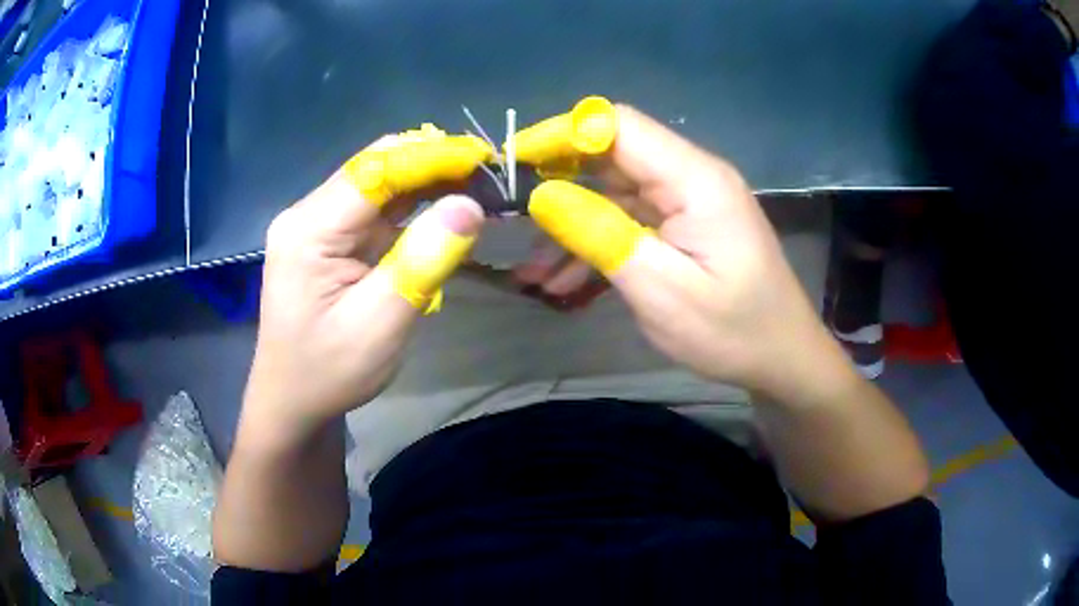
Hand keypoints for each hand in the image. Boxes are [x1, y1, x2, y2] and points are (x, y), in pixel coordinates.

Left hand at [242, 160, 484, 445]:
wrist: (293, 401)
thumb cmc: (329, 371)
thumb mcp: (379, 325)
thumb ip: (421, 262)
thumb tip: (470, 205)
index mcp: (309, 230)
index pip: (375, 171)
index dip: (431, 156)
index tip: (484, 156)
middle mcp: (308, 214)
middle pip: (375, 167)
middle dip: (432, 161)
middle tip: (487, 171)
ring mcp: (317, 224)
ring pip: (379, 182)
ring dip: (427, 179)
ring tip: (477, 182)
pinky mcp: (330, 238)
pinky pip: (376, 207)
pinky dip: (414, 201)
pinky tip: (446, 203)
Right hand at [528, 106, 851, 404]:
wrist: (782, 359)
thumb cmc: (733, 331)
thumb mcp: (661, 291)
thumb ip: (601, 235)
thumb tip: (543, 194)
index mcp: (695, 179)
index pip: (618, 126)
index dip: (563, 135)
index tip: (515, 164)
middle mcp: (691, 177)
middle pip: (612, 156)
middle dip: (558, 185)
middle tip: (512, 222)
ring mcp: (688, 202)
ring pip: (614, 194)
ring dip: (572, 227)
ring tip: (532, 273)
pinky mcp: (685, 226)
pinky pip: (631, 222)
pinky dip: (597, 245)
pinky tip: (563, 282)